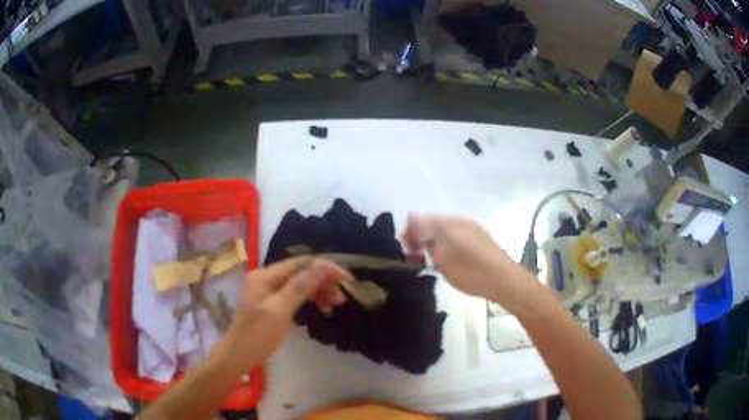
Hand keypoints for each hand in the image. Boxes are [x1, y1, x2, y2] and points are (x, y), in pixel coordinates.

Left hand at [211, 257, 351, 374]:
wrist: (238, 356)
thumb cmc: (257, 336)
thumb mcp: (279, 312)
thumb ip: (299, 287)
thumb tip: (322, 266)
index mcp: (264, 276)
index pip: (300, 263)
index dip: (325, 268)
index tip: (347, 279)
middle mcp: (266, 277)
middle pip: (301, 271)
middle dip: (323, 281)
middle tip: (342, 296)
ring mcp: (268, 289)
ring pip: (300, 283)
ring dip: (319, 291)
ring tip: (336, 304)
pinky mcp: (271, 301)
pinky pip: (295, 294)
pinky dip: (310, 299)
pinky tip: (322, 308)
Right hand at [403, 214, 538, 313]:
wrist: (503, 281)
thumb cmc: (469, 269)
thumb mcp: (442, 253)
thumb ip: (425, 232)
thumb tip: (410, 215)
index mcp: (451, 222)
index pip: (422, 220)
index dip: (411, 234)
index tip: (406, 251)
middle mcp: (462, 222)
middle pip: (434, 226)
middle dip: (422, 240)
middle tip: (415, 259)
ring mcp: (473, 232)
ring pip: (446, 234)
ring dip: (435, 246)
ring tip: (432, 263)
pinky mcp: (481, 243)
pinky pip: (457, 241)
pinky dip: (448, 250)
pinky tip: (450, 263)